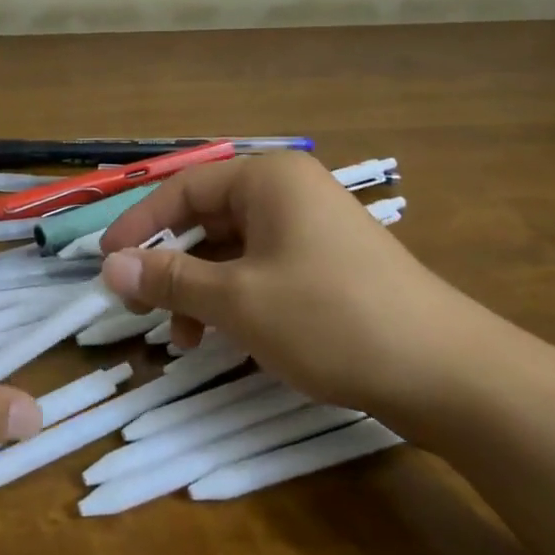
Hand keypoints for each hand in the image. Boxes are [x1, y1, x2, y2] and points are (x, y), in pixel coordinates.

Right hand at [97, 152, 488, 424]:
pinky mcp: (327, 266)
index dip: (138, 226)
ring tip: (184, 339)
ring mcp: (311, 229)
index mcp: (267, 179)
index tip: (105, 263)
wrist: (449, 374)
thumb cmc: (331, 319)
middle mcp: (288, 192)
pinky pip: (262, 270)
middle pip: (206, 219)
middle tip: (141, 306)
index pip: (182, 190)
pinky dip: (234, 299)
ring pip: (232, 250)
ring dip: (200, 289)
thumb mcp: (237, 300)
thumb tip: (108, 267)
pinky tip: (224, 338)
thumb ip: (168, 279)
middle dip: (171, 265)